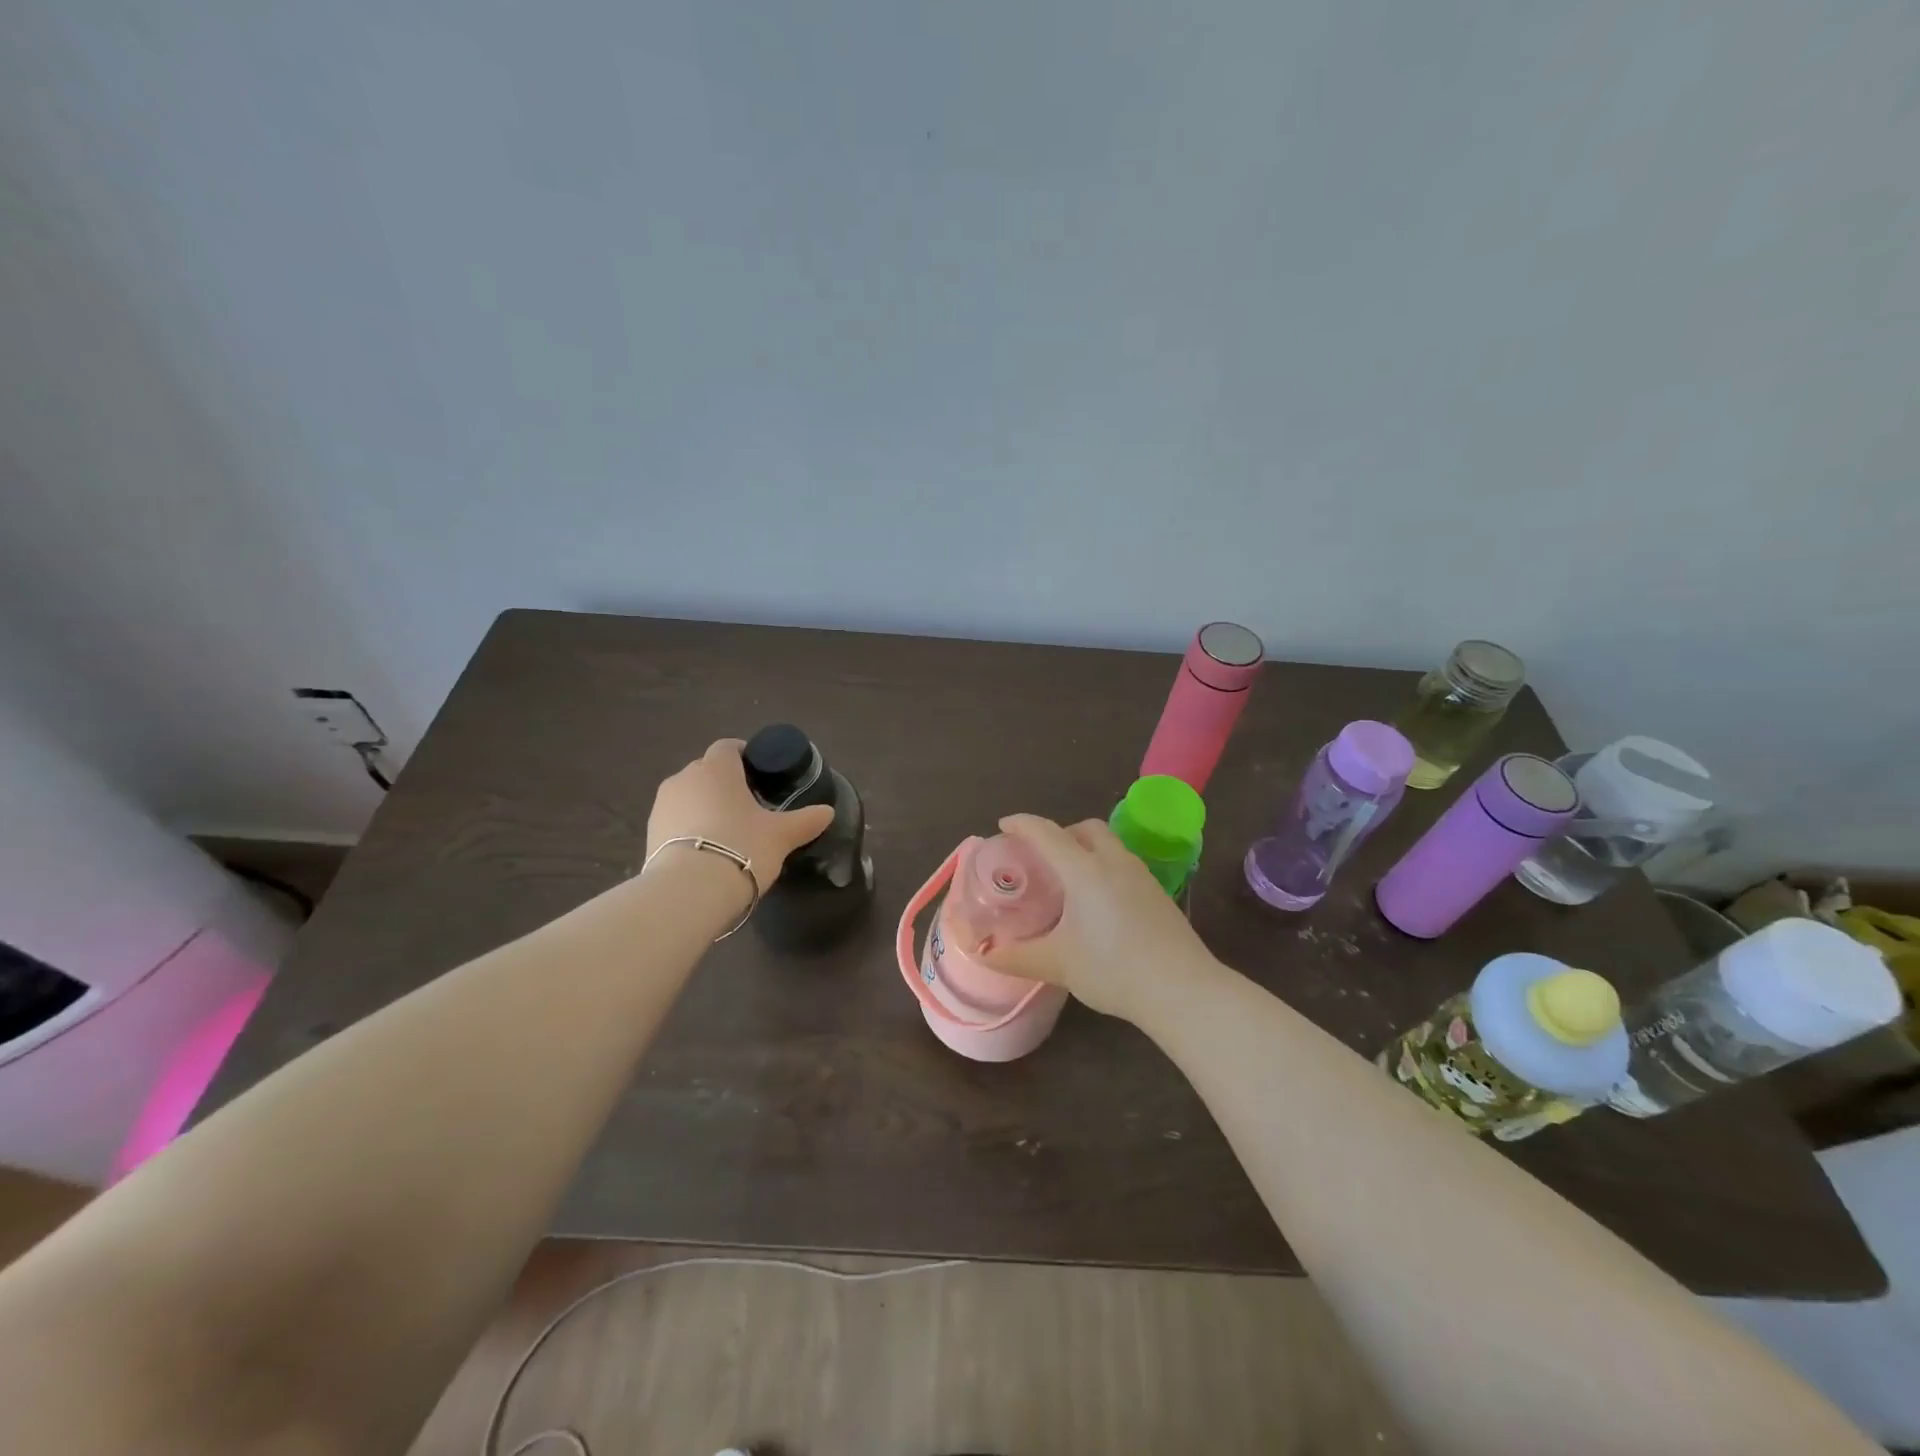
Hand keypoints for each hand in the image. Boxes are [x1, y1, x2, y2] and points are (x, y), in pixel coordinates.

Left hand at [647, 739, 835, 893]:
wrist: (689, 890)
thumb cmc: (742, 847)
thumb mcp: (782, 835)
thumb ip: (805, 820)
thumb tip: (828, 812)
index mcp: (717, 768)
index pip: (728, 747)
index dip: (743, 755)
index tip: (759, 772)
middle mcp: (685, 778)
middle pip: (706, 770)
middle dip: (724, 782)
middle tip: (747, 805)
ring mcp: (662, 805)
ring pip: (688, 795)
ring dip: (704, 805)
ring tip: (725, 830)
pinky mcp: (649, 833)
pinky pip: (674, 820)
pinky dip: (688, 828)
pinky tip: (705, 850)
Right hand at [978, 814, 1221, 1023]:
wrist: (1182, 989)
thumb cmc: (1114, 969)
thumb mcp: (1058, 964)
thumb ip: (1016, 956)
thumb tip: (983, 953)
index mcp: (1084, 870)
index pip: (1047, 833)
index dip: (1022, 824)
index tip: (1004, 825)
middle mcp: (1114, 862)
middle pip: (1086, 828)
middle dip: (1060, 833)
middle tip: (1041, 856)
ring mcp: (1141, 876)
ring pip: (1109, 845)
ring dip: (1086, 849)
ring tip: (1069, 880)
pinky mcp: (1158, 894)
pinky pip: (1124, 864)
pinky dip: (1104, 867)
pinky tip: (1100, 903)